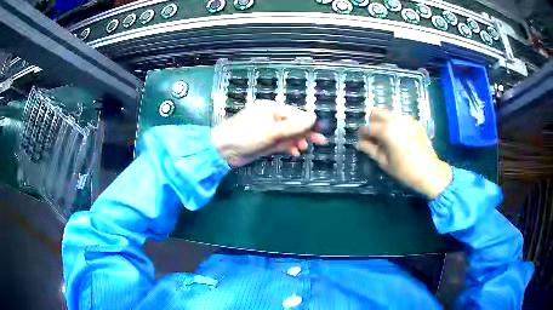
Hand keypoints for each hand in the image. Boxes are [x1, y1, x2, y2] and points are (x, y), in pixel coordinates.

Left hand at [211, 101, 326, 166]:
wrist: (223, 150)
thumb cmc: (246, 135)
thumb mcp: (272, 130)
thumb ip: (293, 126)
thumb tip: (313, 117)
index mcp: (271, 109)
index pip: (295, 114)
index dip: (309, 123)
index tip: (321, 131)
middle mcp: (270, 118)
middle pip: (293, 124)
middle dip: (306, 133)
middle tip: (321, 142)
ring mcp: (267, 131)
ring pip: (288, 135)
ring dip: (297, 141)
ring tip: (304, 149)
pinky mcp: (264, 143)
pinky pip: (280, 143)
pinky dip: (288, 147)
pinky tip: (295, 152)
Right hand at [356, 108, 451, 198]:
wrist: (429, 172)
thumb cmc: (405, 170)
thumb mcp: (385, 162)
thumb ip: (370, 150)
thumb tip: (359, 144)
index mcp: (387, 130)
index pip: (368, 127)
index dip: (362, 133)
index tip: (361, 141)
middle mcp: (396, 120)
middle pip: (377, 112)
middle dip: (371, 121)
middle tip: (371, 135)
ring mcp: (407, 119)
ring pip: (389, 113)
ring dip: (383, 121)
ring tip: (384, 136)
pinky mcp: (415, 122)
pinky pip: (400, 118)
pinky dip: (395, 123)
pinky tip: (398, 136)